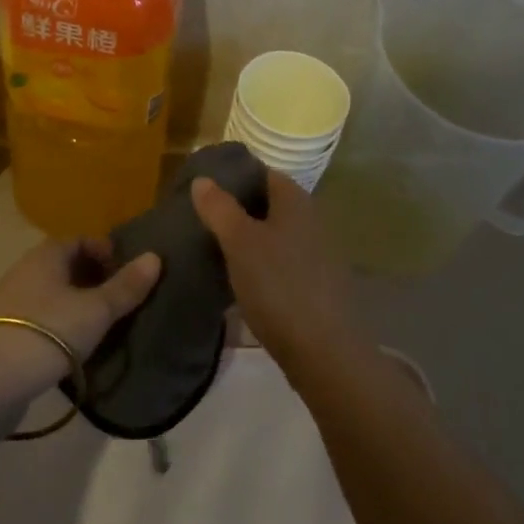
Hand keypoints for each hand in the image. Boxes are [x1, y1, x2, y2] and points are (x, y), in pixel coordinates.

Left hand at [0, 238, 159, 449]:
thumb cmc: (43, 334)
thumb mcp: (94, 311)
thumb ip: (125, 287)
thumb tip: (155, 256)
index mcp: (47, 256)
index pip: (82, 239)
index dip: (108, 251)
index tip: (131, 275)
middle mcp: (29, 273)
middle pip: (69, 268)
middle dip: (99, 281)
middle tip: (127, 303)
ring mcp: (16, 306)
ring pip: (58, 297)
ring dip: (83, 308)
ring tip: (111, 329)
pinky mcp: (10, 338)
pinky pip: (47, 324)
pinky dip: (67, 330)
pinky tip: (83, 351)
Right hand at [192, 171, 354, 361]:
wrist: (323, 350)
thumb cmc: (278, 286)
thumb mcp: (240, 243)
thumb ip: (220, 208)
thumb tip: (202, 179)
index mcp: (296, 201)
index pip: (263, 173)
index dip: (233, 176)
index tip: (202, 188)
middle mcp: (311, 220)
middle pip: (268, 204)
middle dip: (236, 209)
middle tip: (200, 219)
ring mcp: (316, 253)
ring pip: (274, 234)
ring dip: (247, 239)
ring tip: (212, 248)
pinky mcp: (315, 283)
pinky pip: (281, 262)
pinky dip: (260, 264)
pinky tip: (238, 280)